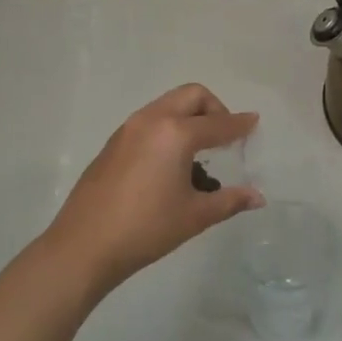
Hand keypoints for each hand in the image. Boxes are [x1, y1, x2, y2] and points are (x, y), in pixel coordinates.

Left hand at [41, 84, 262, 298]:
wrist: (84, 245)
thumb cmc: (146, 229)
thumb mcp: (195, 215)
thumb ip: (229, 200)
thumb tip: (257, 197)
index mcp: (176, 133)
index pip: (218, 123)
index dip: (240, 124)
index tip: (254, 122)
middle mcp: (152, 120)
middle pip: (191, 95)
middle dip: (214, 108)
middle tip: (225, 136)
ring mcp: (128, 129)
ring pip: (167, 104)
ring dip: (189, 116)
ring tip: (199, 151)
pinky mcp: (113, 142)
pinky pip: (150, 120)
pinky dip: (168, 127)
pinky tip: (170, 162)